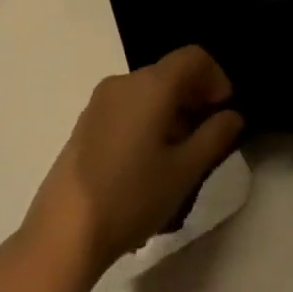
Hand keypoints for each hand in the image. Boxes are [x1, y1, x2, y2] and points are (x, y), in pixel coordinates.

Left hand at [24, 46, 243, 278]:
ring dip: (171, 114)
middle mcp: (123, 82)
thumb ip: (215, 136)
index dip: (216, 79)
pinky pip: (127, 109)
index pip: (194, 57)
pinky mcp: (85, 125)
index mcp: (151, 85)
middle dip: (194, 100)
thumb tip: (231, 115)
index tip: (223, 113)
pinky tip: (147, 167)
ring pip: (148, 94)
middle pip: (170, 74)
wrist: (62, 234)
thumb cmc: (131, 196)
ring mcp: (99, 103)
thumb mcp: (185, 170)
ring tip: (178, 160)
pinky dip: (147, 123)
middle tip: (206, 141)